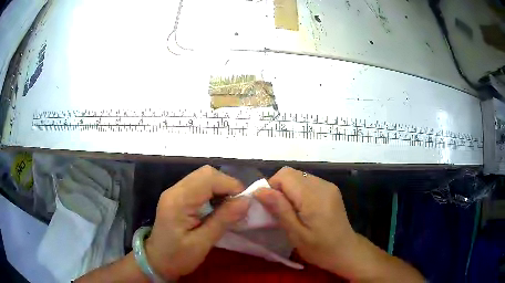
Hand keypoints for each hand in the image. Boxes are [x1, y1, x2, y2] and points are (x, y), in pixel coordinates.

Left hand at [145, 165, 249, 280]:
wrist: (156, 261)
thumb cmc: (178, 257)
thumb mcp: (202, 243)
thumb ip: (223, 220)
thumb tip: (246, 201)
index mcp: (178, 201)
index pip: (208, 179)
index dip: (231, 185)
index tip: (244, 203)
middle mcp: (175, 190)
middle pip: (206, 173)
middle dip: (227, 185)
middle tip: (238, 205)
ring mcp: (175, 192)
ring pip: (204, 177)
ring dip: (221, 188)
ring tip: (230, 206)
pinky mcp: (177, 196)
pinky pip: (199, 185)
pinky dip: (213, 192)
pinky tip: (218, 207)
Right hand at [254, 167, 358, 276]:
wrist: (345, 251)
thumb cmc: (320, 248)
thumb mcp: (296, 234)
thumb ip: (280, 209)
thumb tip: (260, 190)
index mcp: (314, 196)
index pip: (284, 175)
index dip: (272, 188)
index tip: (271, 208)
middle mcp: (322, 185)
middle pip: (291, 173)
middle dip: (279, 188)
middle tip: (279, 211)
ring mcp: (328, 185)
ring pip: (298, 176)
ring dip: (289, 190)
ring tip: (291, 211)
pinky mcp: (330, 189)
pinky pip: (307, 182)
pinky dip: (298, 191)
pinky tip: (302, 208)